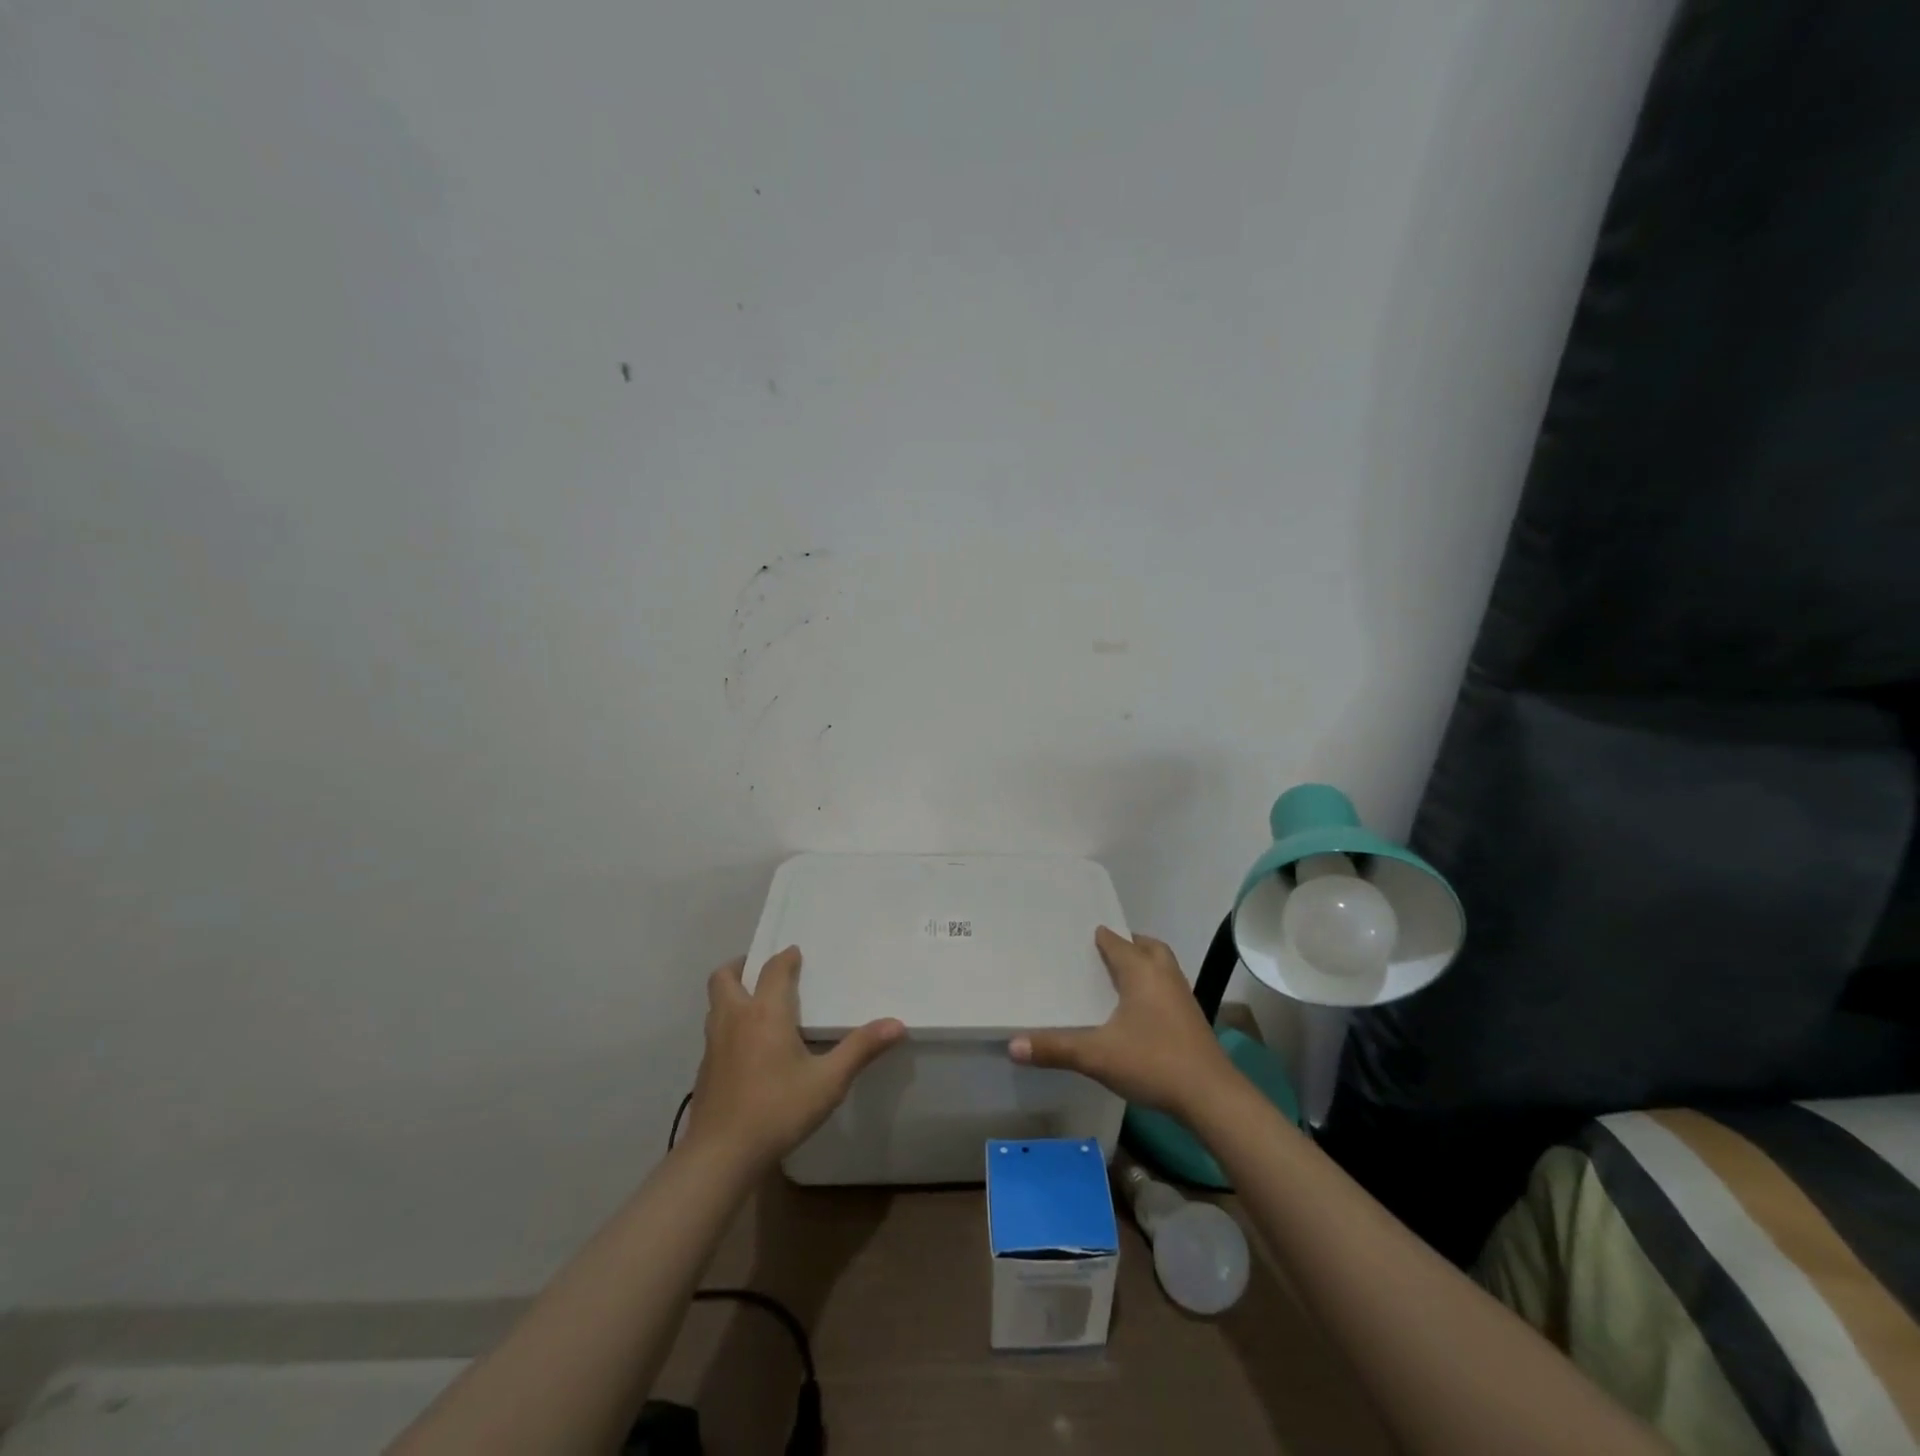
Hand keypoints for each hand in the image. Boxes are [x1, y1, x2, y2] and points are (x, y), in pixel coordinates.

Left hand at [682, 946, 904, 1172]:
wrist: (720, 1156)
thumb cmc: (777, 1110)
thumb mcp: (828, 1081)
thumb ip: (861, 1049)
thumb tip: (897, 1024)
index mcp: (765, 1012)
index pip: (774, 970)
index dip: (786, 958)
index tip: (796, 953)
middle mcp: (735, 1018)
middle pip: (725, 976)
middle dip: (742, 965)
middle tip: (763, 970)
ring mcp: (714, 1044)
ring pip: (716, 1003)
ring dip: (732, 993)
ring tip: (756, 1003)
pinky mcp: (704, 1069)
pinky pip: (714, 1030)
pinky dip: (728, 1024)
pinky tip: (746, 1047)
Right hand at [1009, 926, 1237, 1121]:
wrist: (1211, 1097)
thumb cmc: (1153, 1062)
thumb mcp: (1097, 1056)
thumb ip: (1055, 1048)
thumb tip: (1012, 1046)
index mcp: (1141, 971)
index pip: (1116, 942)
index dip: (1098, 936)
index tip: (1078, 936)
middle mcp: (1164, 975)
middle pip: (1147, 947)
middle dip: (1127, 945)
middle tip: (1103, 953)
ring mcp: (1182, 997)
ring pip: (1162, 967)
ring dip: (1143, 966)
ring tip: (1118, 979)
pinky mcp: (1192, 1020)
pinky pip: (1168, 989)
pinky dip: (1153, 989)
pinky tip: (1138, 1013)